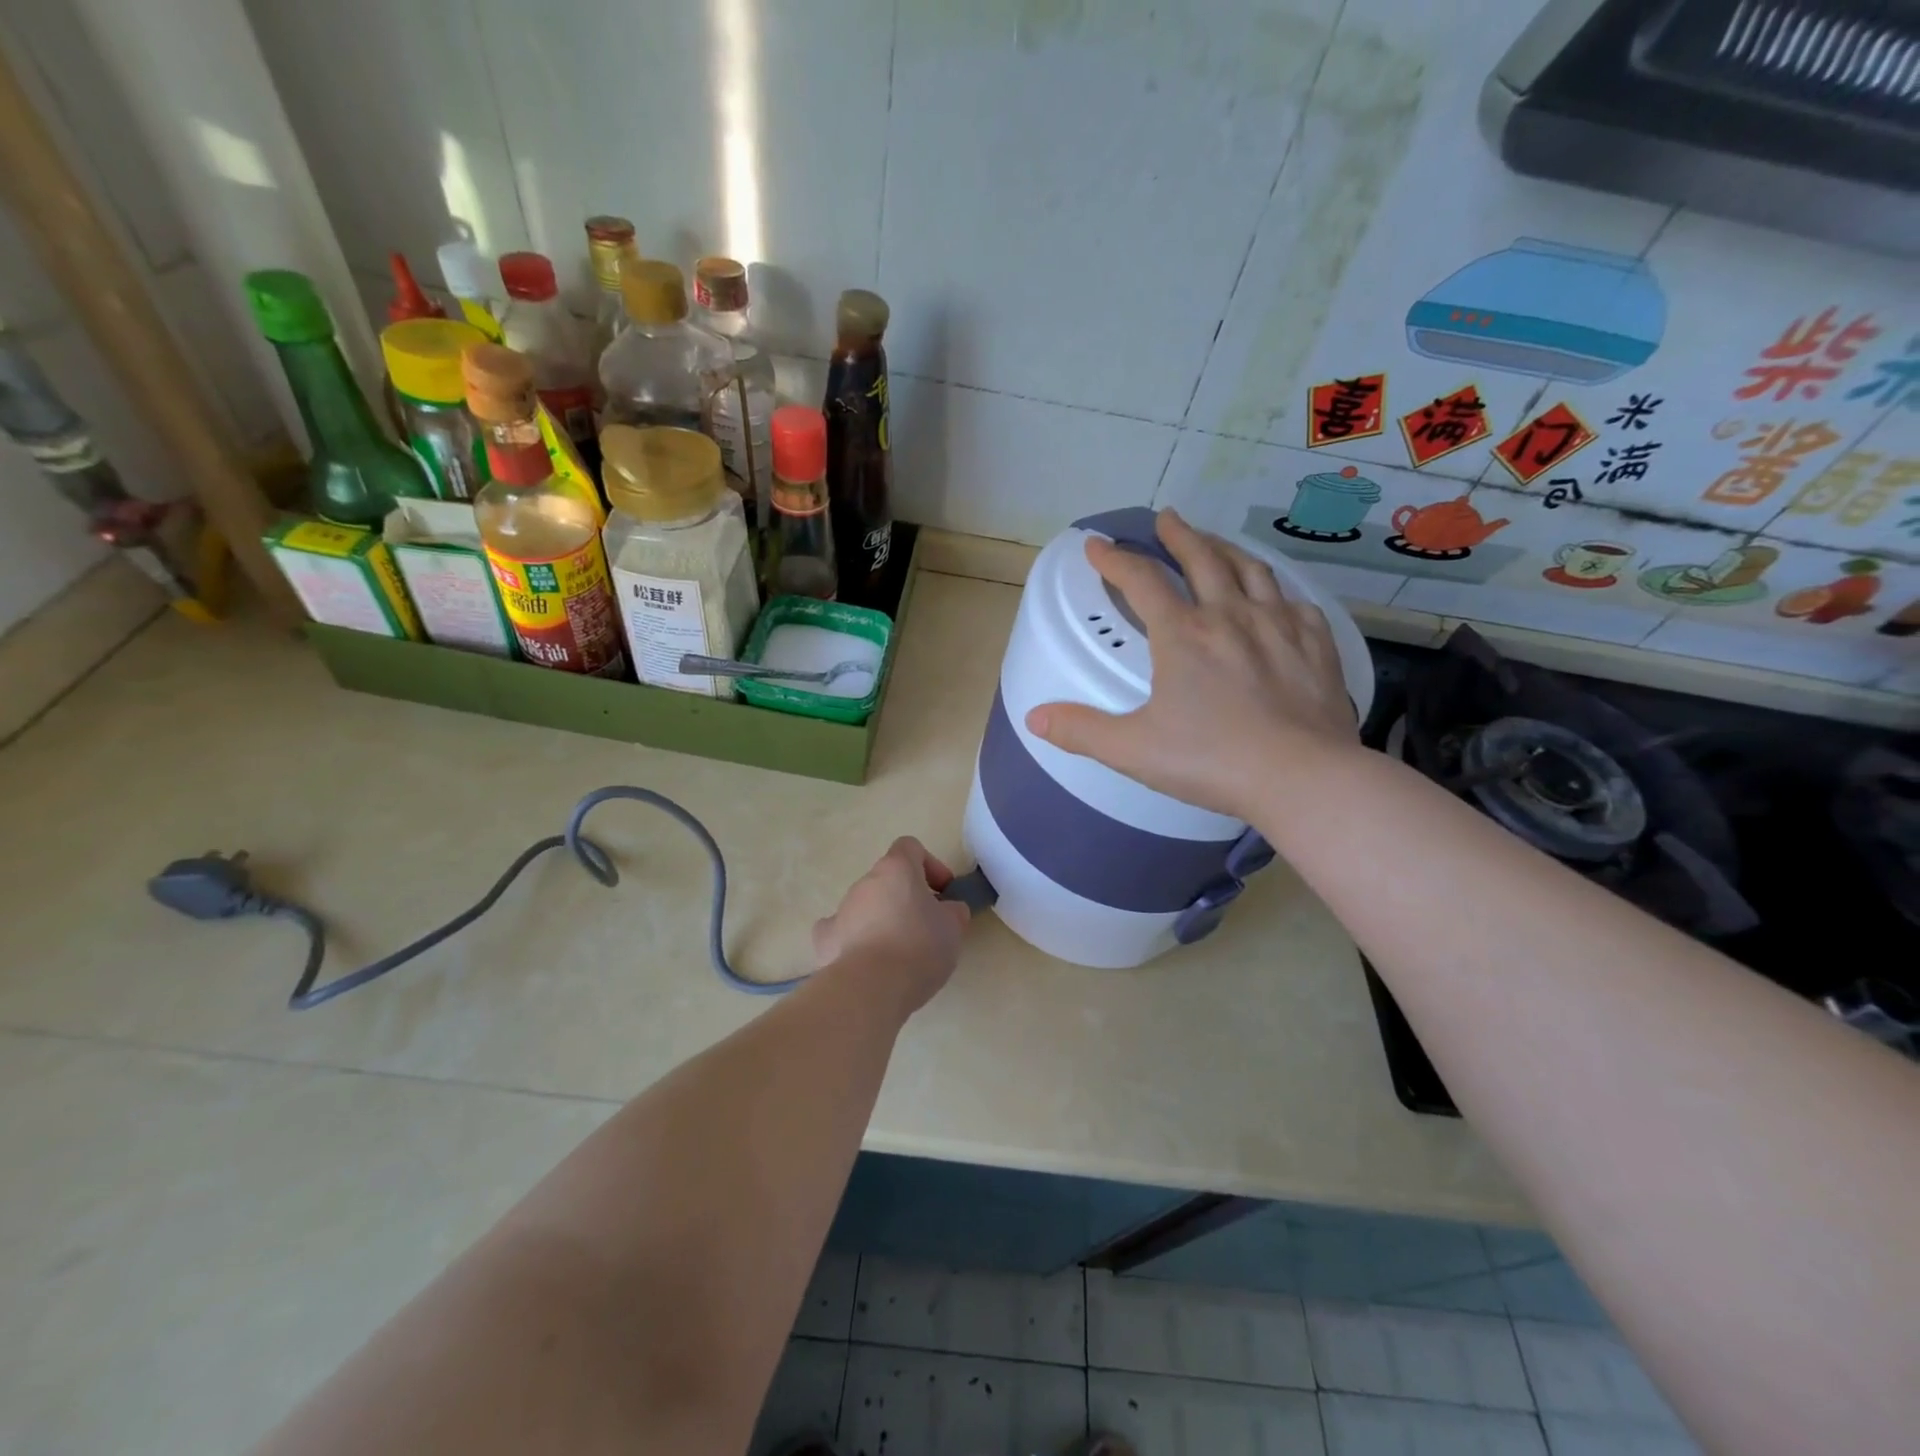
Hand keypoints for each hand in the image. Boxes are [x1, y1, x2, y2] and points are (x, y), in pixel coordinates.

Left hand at [814, 837, 969, 1015]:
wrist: (871, 987)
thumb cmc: (919, 948)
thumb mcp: (953, 928)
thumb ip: (954, 911)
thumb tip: (949, 909)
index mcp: (896, 869)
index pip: (910, 847)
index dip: (930, 865)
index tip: (943, 893)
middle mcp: (865, 882)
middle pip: (888, 880)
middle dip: (906, 899)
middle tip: (926, 928)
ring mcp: (841, 909)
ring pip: (866, 906)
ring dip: (882, 920)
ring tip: (899, 955)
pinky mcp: (825, 939)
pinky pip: (842, 931)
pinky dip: (854, 941)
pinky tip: (867, 962)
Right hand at [1025, 508, 1359, 819]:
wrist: (1301, 777)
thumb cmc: (1211, 760)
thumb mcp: (1133, 749)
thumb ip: (1081, 731)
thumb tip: (1035, 718)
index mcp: (1182, 635)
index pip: (1141, 580)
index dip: (1114, 559)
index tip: (1096, 545)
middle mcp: (1230, 616)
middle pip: (1202, 558)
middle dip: (1179, 535)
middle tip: (1166, 518)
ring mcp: (1278, 625)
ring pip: (1251, 570)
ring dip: (1227, 549)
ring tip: (1215, 542)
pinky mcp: (1315, 644)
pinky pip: (1295, 602)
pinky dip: (1276, 591)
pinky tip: (1275, 597)